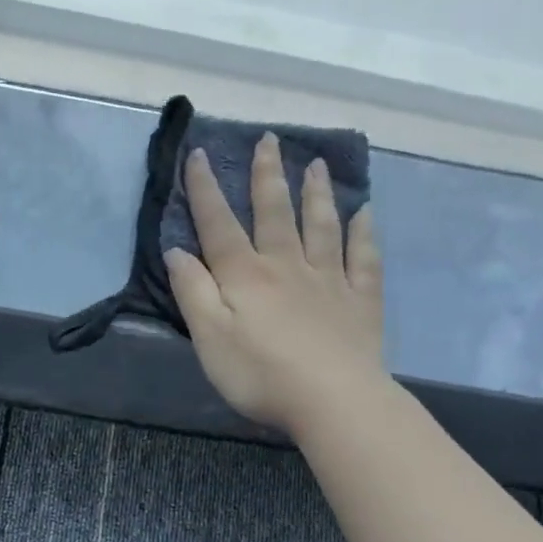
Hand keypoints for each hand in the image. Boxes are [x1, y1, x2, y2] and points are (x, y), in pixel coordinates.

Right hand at [165, 135, 384, 433]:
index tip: (200, 154)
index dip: (206, 189)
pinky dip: (364, 232)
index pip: (219, 224)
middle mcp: (287, 265)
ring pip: (322, 225)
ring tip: (316, 164)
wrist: (334, 401)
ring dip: (317, 193)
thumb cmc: (260, 374)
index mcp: (245, 275)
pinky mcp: (361, 301)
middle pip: (275, 212)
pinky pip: (364, 258)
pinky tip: (365, 213)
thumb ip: (193, 291)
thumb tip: (177, 251)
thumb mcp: (209, 337)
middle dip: (268, 175)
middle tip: (270, 140)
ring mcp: (329, 280)